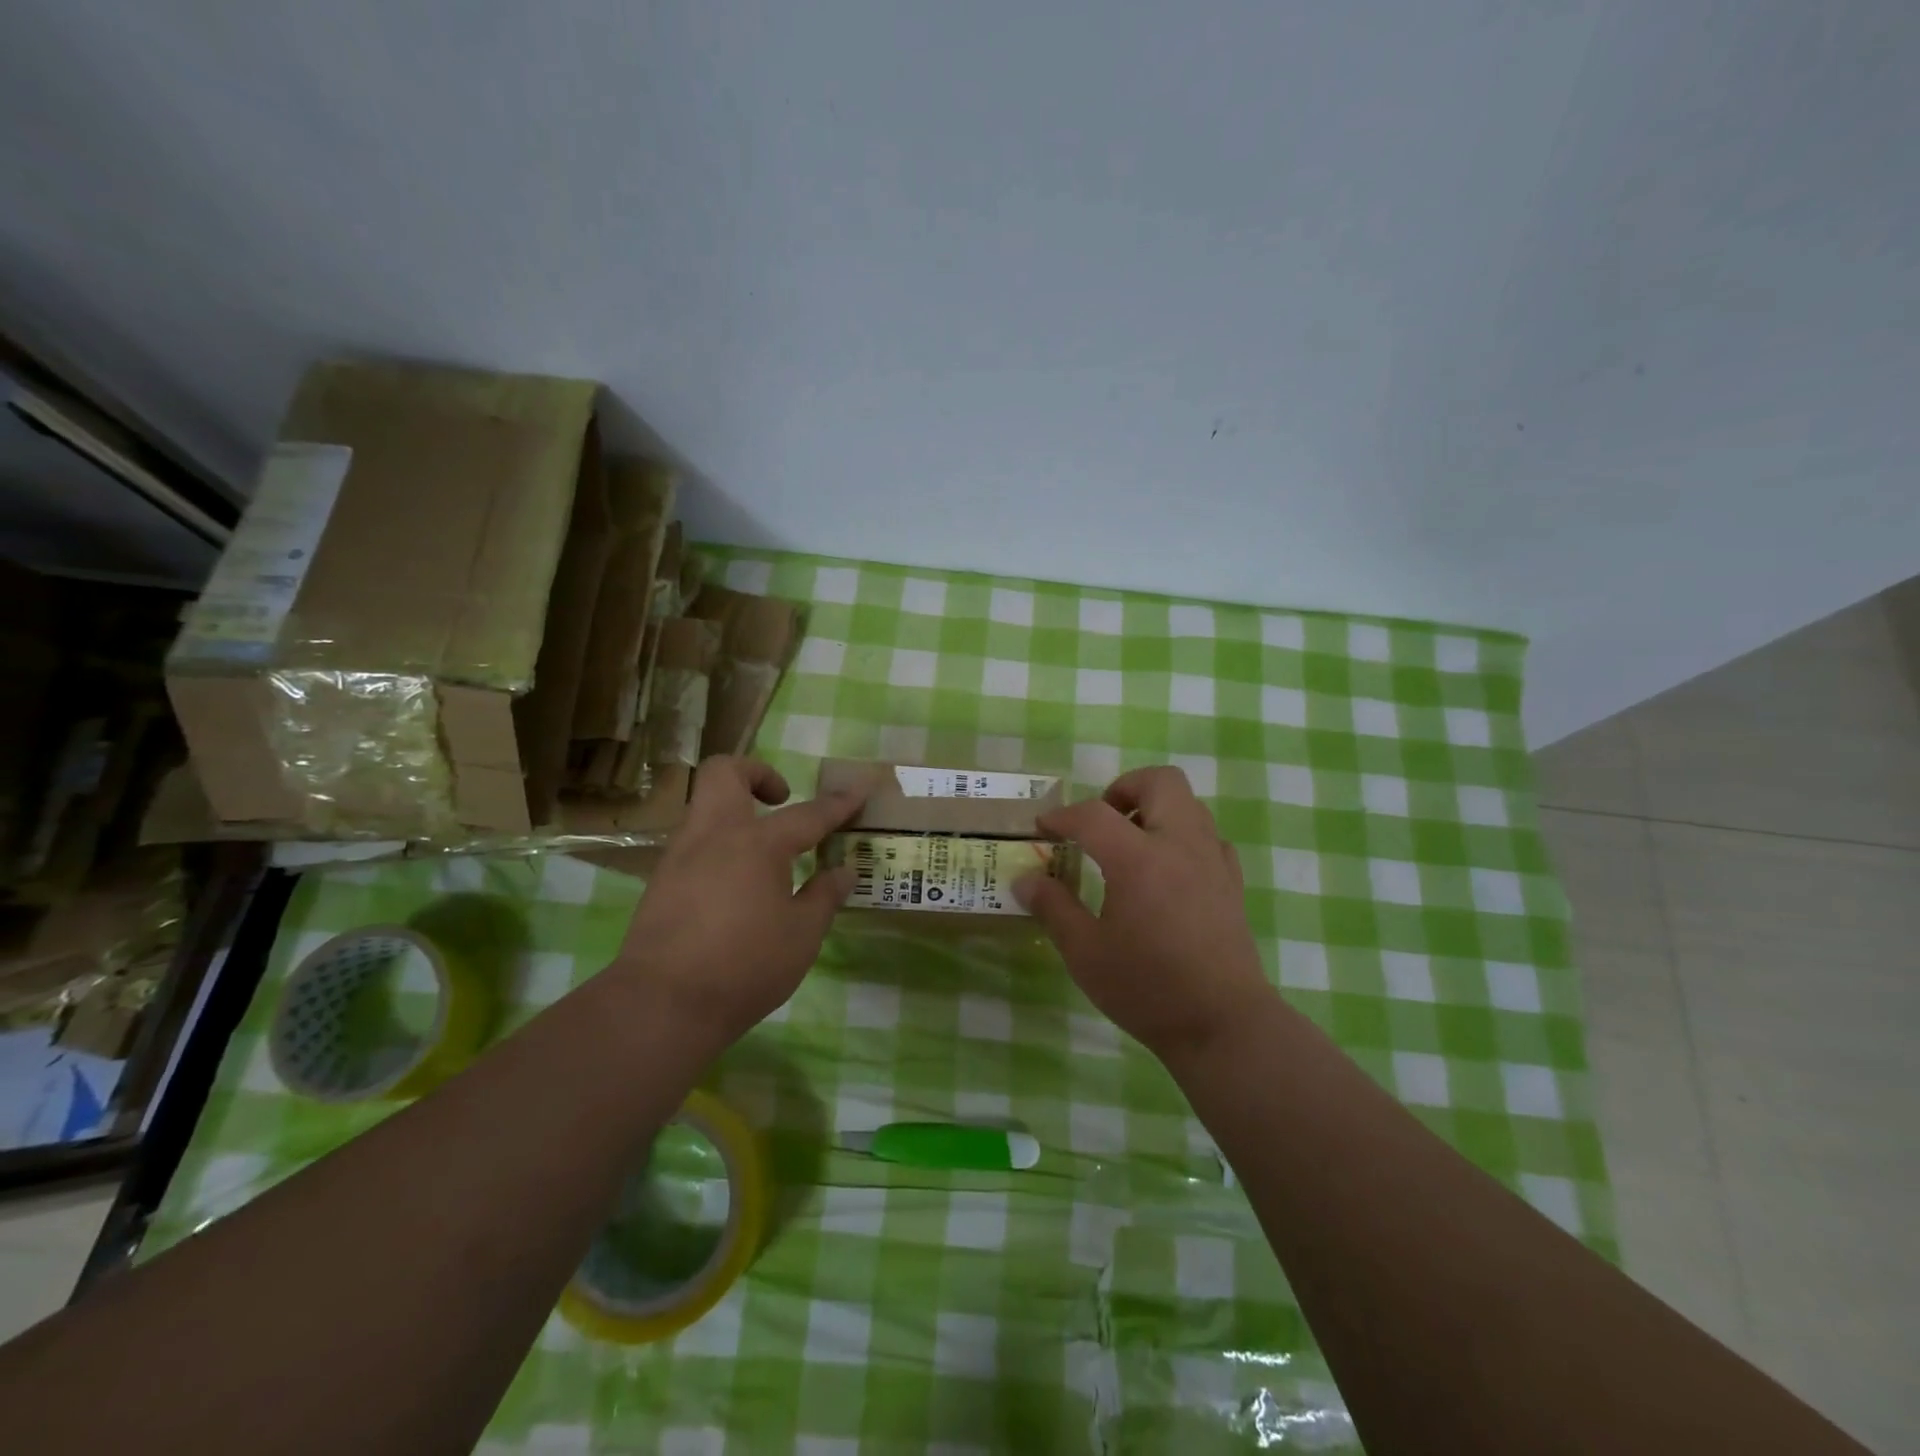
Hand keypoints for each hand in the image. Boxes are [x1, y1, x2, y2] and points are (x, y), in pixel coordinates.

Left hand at [613, 756, 866, 1045]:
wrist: (661, 1005)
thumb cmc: (745, 967)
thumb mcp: (802, 935)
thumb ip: (824, 897)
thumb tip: (844, 871)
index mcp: (758, 844)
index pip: (808, 814)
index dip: (838, 803)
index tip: (860, 789)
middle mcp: (714, 836)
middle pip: (724, 773)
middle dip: (756, 772)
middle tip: (781, 800)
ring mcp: (680, 856)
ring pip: (704, 806)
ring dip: (736, 812)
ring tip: (765, 854)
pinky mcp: (660, 882)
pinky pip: (694, 843)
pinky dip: (719, 847)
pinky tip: (735, 886)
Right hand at [1015, 765, 1274, 1063]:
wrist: (1222, 1024)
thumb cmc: (1147, 988)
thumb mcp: (1085, 953)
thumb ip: (1054, 908)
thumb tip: (1025, 880)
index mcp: (1139, 859)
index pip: (1093, 815)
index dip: (1062, 816)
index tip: (1043, 829)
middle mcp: (1180, 845)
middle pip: (1159, 781)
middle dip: (1123, 790)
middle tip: (1100, 823)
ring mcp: (1212, 860)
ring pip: (1188, 803)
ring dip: (1154, 809)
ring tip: (1130, 846)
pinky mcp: (1231, 881)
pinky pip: (1208, 835)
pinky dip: (1182, 836)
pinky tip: (1166, 871)